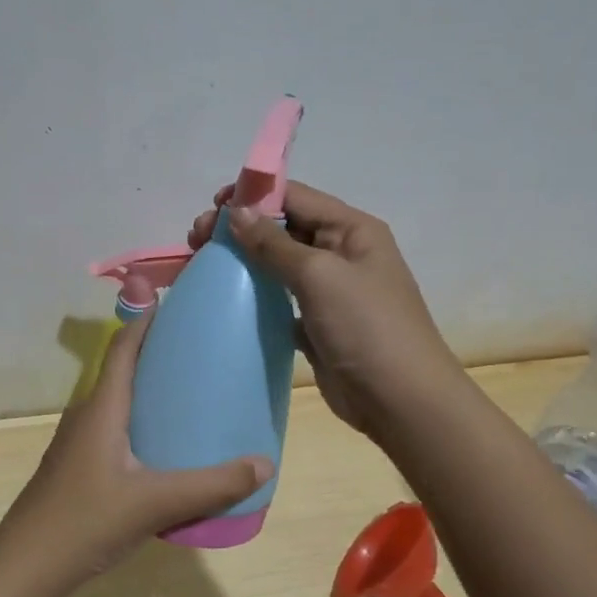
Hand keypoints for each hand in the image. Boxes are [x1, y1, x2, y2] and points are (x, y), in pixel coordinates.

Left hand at [0, 303, 272, 582]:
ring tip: (191, 397)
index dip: (147, 321)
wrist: (27, 566)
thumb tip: (264, 464)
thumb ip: (212, 485)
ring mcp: (78, 444)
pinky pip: (114, 431)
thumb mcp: (156, 502)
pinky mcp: (78, 468)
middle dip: (158, 357)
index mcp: (102, 408)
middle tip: (201, 354)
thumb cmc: (87, 520)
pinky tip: (164, 449)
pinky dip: (141, 425)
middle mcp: (87, 416)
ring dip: (149, 394)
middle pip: (123, 372)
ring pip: (118, 405)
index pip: (123, 348)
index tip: (177, 304)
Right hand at [190, 180, 455, 439]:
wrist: (399, 399)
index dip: (254, 196)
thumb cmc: (365, 326)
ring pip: (278, 264)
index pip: (297, 198)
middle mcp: (341, 253)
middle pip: (284, 228)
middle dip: (241, 228)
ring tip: (204, 262)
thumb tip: (238, 211)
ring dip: (244, 260)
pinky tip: (225, 298)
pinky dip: (254, 295)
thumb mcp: (320, 275)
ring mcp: (329, 291)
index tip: (212, 206)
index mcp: (352, 230)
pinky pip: (279, 299)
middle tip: (198, 239)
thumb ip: (275, 243)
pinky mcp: (316, 324)